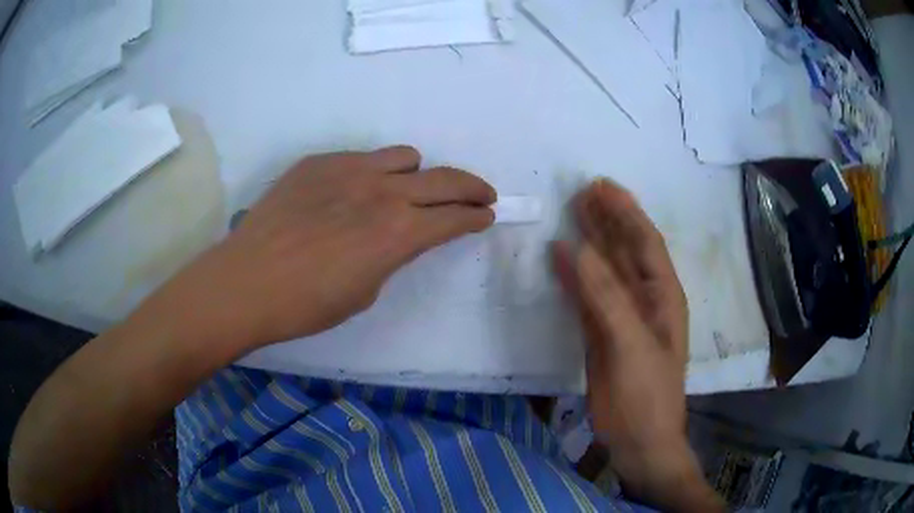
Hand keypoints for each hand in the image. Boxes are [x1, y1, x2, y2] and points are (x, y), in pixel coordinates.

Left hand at [152, 145, 495, 350]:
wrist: (247, 282)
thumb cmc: (307, 304)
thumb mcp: (365, 290)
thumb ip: (392, 254)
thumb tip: (399, 235)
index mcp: (398, 232)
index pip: (455, 217)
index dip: (476, 216)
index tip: (485, 215)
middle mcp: (382, 191)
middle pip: (446, 179)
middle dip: (472, 188)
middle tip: (480, 195)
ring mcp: (349, 169)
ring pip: (404, 157)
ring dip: (416, 175)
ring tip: (405, 191)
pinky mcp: (319, 162)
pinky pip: (361, 158)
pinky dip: (371, 173)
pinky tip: (350, 194)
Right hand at [554, 180, 720, 511]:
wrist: (638, 439)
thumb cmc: (646, 394)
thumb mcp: (631, 344)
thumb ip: (606, 296)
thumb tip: (575, 248)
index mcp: (663, 296)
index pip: (646, 243)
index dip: (627, 213)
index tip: (603, 186)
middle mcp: (645, 300)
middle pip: (626, 250)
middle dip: (608, 220)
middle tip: (583, 191)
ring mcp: (622, 317)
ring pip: (606, 270)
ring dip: (591, 242)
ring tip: (572, 212)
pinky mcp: (601, 334)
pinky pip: (587, 296)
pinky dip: (574, 276)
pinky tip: (559, 259)